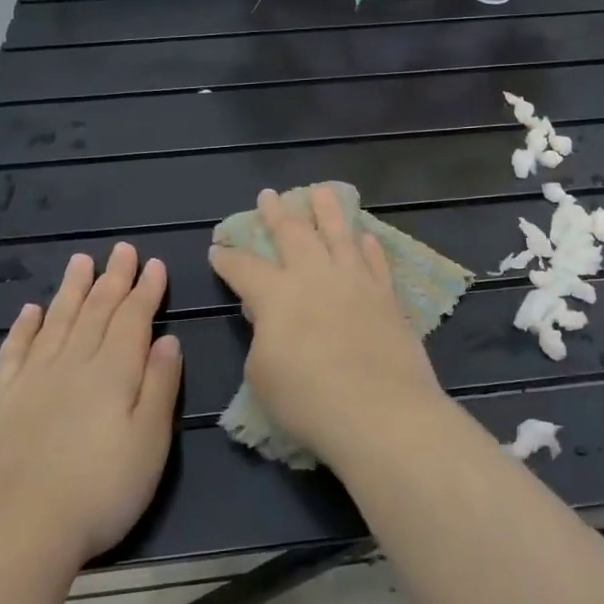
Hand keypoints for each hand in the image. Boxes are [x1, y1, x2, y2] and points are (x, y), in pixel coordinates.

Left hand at [0, 244, 182, 565]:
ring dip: (72, 290)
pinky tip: (30, 311)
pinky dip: (23, 328)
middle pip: (96, 312)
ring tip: (80, 262)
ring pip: (57, 322)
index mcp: (113, 372)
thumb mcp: (150, 442)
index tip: (153, 264)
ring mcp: (32, 381)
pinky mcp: (1, 403)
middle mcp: (73, 364)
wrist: (17, 532)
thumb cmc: (100, 490)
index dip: (145, 290)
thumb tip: (167, 340)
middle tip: (121, 249)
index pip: (133, 319)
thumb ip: (160, 387)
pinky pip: (14, 353)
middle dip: (113, 279)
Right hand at [208, 186, 445, 464]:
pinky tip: (365, 237)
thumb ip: (263, 337)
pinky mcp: (386, 296)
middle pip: (293, 235)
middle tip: (268, 196)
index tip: (217, 249)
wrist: (381, 412)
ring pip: (339, 234)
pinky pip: (375, 262)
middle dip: (277, 214)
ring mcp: (355, 282)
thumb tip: (270, 318)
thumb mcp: (262, 374)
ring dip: (327, 211)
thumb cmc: (309, 401)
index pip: (244, 268)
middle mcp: (315, 276)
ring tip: (321, 191)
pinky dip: (368, 246)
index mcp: (277, 295)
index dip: (227, 258)